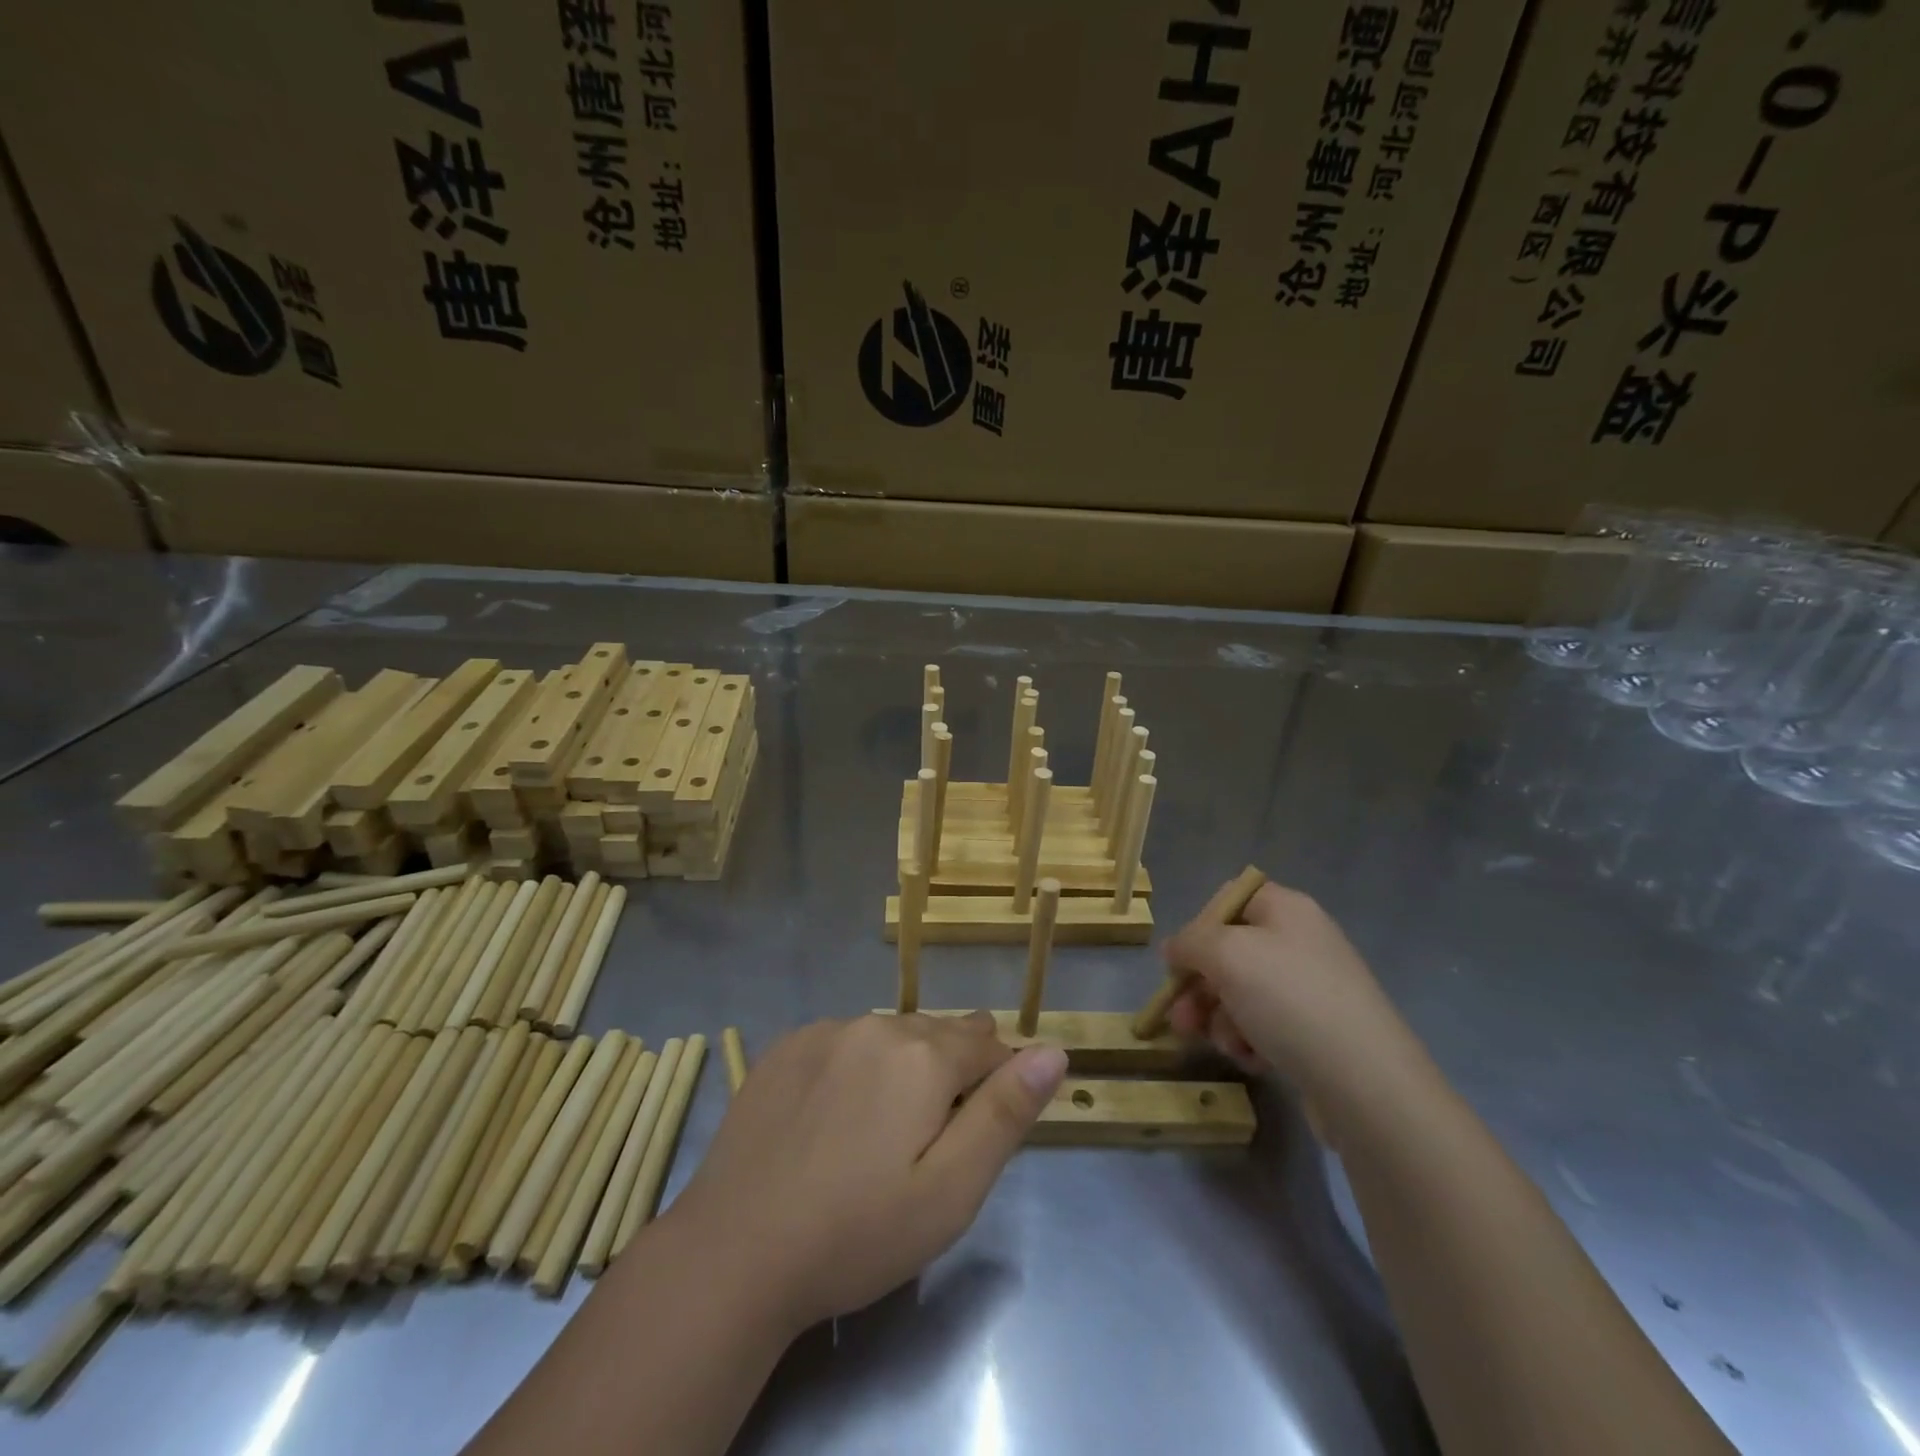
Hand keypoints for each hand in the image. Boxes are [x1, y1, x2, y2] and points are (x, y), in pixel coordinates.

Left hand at [665, 1013, 1066, 1333]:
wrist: (733, 1253)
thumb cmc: (857, 1233)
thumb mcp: (951, 1191)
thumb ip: (1006, 1113)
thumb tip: (1054, 1050)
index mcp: (923, 1055)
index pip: (987, 1045)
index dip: (997, 1081)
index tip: (981, 1127)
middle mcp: (876, 1025)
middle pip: (938, 1034)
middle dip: (951, 1069)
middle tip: (934, 1132)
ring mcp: (824, 1031)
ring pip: (890, 1034)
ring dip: (903, 1064)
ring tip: (888, 1124)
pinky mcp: (785, 1047)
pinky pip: (843, 1040)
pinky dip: (856, 1064)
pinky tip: (837, 1113)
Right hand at [1163, 881, 1423, 1120]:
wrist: (1366, 1083)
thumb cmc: (1290, 1000)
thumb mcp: (1225, 955)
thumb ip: (1189, 943)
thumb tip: (1175, 950)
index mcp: (1286, 909)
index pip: (1228, 900)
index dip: (1199, 927)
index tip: (1181, 962)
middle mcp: (1300, 941)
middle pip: (1229, 952)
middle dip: (1199, 987)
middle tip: (1181, 1020)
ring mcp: (1311, 988)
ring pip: (1240, 994)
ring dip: (1220, 1020)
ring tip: (1226, 1046)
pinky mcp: (1317, 1032)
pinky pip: (1264, 1026)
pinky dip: (1249, 1041)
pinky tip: (1254, 1060)